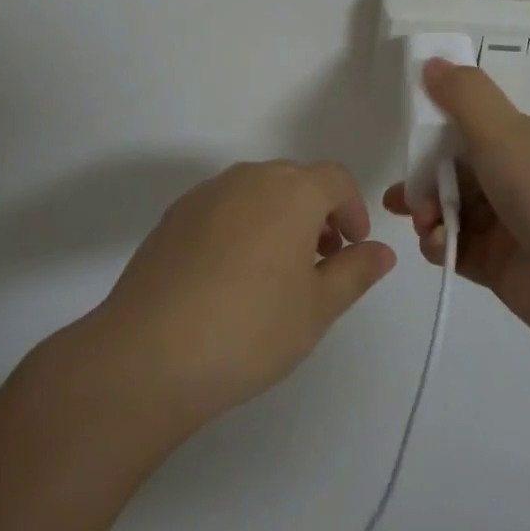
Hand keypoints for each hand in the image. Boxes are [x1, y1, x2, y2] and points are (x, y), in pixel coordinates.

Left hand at [89, 161, 395, 430]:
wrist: (148, 353)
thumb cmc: (250, 328)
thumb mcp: (317, 308)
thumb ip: (355, 272)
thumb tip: (381, 251)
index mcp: (292, 190)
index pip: (336, 179)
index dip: (353, 210)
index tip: (353, 249)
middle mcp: (249, 177)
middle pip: (296, 181)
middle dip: (317, 215)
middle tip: (320, 266)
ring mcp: (206, 194)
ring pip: (257, 192)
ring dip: (278, 219)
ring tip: (275, 276)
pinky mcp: (174, 216)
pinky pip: (223, 208)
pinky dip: (241, 228)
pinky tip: (230, 279)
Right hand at [384, 61, 529, 348]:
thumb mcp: (505, 132)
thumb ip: (464, 95)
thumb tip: (432, 61)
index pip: (472, 124)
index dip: (436, 132)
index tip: (409, 144)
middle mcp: (523, 174)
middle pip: (457, 168)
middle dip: (425, 178)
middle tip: (404, 196)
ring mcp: (513, 222)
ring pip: (454, 208)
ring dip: (429, 212)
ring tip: (423, 224)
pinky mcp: (503, 264)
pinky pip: (458, 246)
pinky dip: (441, 244)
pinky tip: (437, 247)